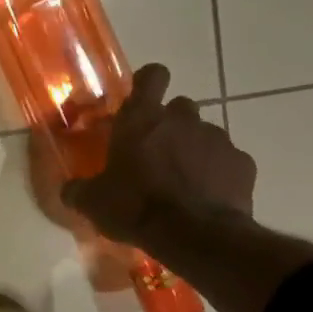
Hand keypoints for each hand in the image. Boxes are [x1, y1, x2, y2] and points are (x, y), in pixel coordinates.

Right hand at [62, 64, 256, 244]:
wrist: (195, 236)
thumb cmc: (135, 207)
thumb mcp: (93, 202)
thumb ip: (79, 190)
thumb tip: (69, 189)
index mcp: (141, 119)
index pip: (152, 76)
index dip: (149, 82)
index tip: (143, 98)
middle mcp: (182, 120)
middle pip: (180, 106)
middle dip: (170, 124)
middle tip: (156, 152)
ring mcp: (218, 139)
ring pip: (204, 134)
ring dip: (193, 150)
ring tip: (182, 181)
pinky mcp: (243, 164)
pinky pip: (228, 161)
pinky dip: (218, 173)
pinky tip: (207, 197)